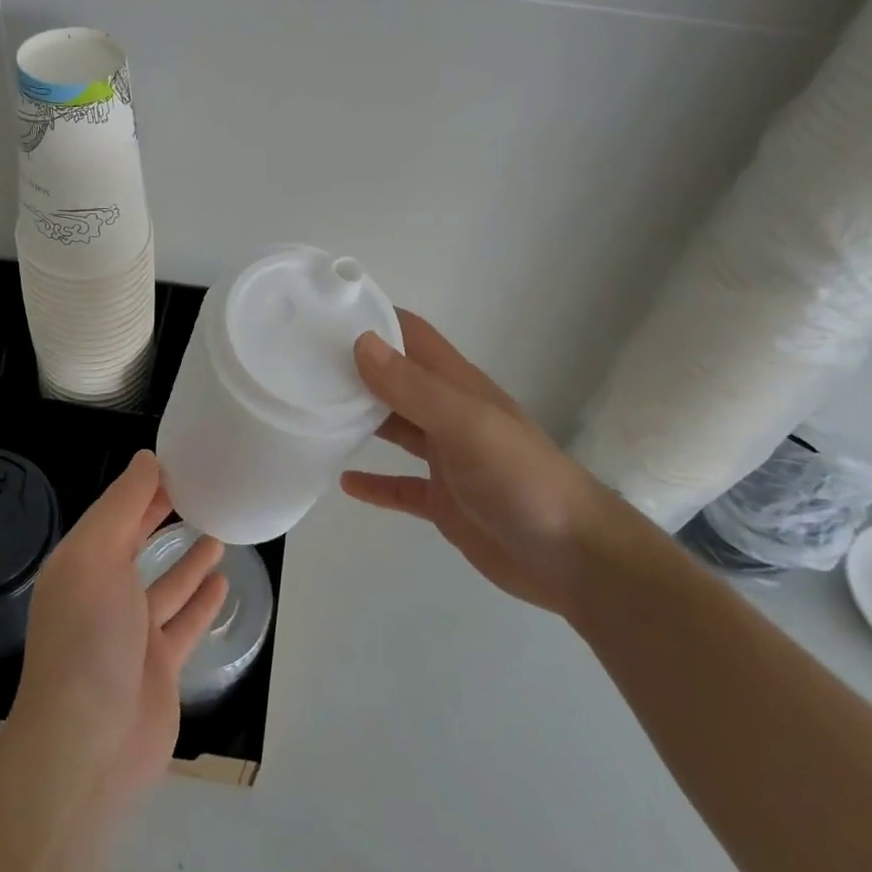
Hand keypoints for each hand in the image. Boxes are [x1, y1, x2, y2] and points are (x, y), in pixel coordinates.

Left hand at [11, 451, 226, 806]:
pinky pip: (185, 622)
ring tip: (218, 528)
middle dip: (163, 516)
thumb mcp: (97, 556)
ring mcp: (132, 633)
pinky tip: (223, 580)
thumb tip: (146, 458)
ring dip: (189, 557)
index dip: (144, 486)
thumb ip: (122, 505)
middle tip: (202, 487)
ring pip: (166, 583)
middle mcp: (103, 594)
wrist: (88, 746)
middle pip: (137, 544)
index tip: (179, 460)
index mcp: (81, 564)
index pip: (115, 512)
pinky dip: (202, 601)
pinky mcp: (159, 666)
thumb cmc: (89, 637)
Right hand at [341, 310, 633, 619]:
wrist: (573, 559)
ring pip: (393, 427)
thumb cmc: (521, 478)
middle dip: (353, 367)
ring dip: (358, 418)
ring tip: (310, 412)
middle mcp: (447, 413)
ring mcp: (446, 458)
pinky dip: (374, 483)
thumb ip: (413, 387)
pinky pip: (400, 485)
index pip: (409, 335)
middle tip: (298, 363)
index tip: (321, 312)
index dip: (371, 317)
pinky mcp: (443, 501)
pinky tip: (343, 483)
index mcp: (455, 385)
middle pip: (394, 379)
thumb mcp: (466, 425)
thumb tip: (360, 342)